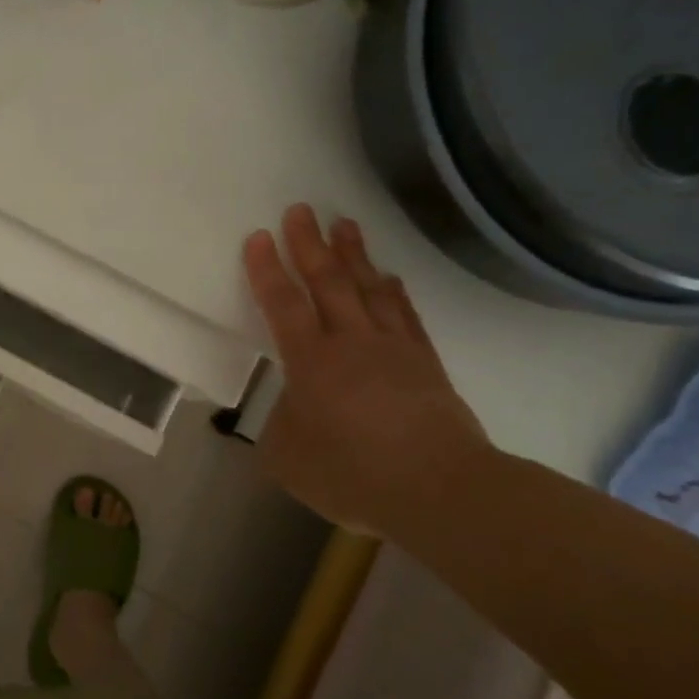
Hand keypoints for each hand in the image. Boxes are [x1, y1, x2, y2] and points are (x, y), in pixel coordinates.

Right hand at [242, 205, 490, 534]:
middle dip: (309, 244)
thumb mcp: (288, 457)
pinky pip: (405, 315)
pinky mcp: (425, 363)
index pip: (283, 304)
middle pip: (327, 282)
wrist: (440, 490)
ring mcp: (393, 349)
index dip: (267, 269)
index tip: (258, 236)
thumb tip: (291, 409)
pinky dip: (394, 292)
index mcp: (310, 362)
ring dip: (353, 255)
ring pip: (368, 289)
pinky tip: (388, 277)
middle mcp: (351, 343)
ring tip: (344, 225)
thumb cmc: (353, 473)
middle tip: (300, 209)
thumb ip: (281, 425)